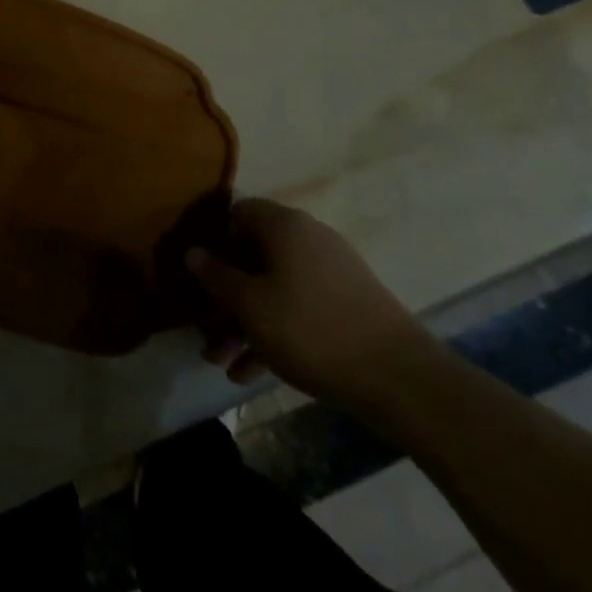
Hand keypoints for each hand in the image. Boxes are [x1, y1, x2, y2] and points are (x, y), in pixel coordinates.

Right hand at [188, 199, 438, 409]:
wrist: (399, 377)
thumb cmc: (310, 329)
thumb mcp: (251, 305)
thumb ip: (216, 277)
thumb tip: (192, 251)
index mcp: (283, 224)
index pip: (237, 214)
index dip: (215, 243)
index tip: (202, 280)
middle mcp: (307, 237)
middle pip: (253, 257)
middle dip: (225, 298)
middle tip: (206, 335)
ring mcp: (331, 271)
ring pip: (274, 288)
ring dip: (245, 323)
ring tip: (223, 365)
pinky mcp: (348, 304)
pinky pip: (299, 308)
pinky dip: (275, 333)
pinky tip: (251, 374)